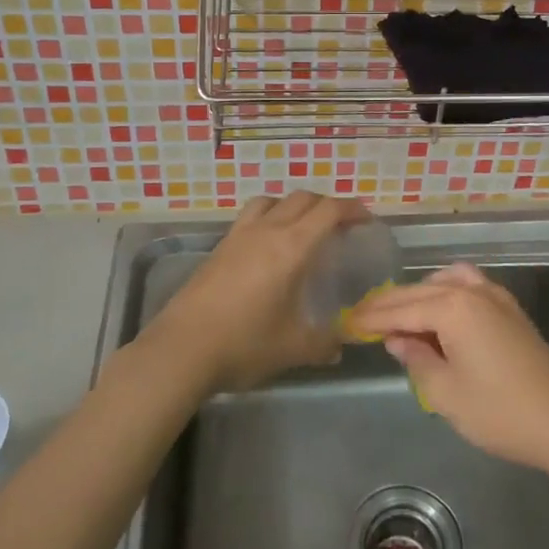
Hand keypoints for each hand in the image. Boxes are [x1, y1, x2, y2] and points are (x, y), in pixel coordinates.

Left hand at [151, 191, 369, 392]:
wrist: (181, 349)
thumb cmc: (244, 344)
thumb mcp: (294, 348)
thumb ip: (324, 343)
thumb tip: (340, 345)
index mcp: (292, 247)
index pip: (329, 210)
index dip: (352, 209)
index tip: (366, 220)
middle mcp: (266, 231)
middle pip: (302, 198)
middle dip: (326, 205)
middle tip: (340, 226)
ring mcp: (238, 236)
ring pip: (271, 201)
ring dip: (292, 206)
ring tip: (301, 228)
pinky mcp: (218, 248)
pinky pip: (249, 217)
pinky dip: (268, 218)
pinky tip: (267, 249)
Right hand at [349, 263, 548, 470]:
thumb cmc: (498, 412)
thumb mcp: (445, 392)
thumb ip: (416, 359)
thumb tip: (397, 339)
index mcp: (453, 308)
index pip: (402, 309)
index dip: (373, 318)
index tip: (348, 322)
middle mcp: (472, 292)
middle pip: (420, 291)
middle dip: (390, 304)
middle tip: (363, 318)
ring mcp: (495, 296)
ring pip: (445, 282)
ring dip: (419, 294)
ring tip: (399, 316)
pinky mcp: (509, 309)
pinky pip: (468, 286)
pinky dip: (446, 291)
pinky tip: (438, 312)